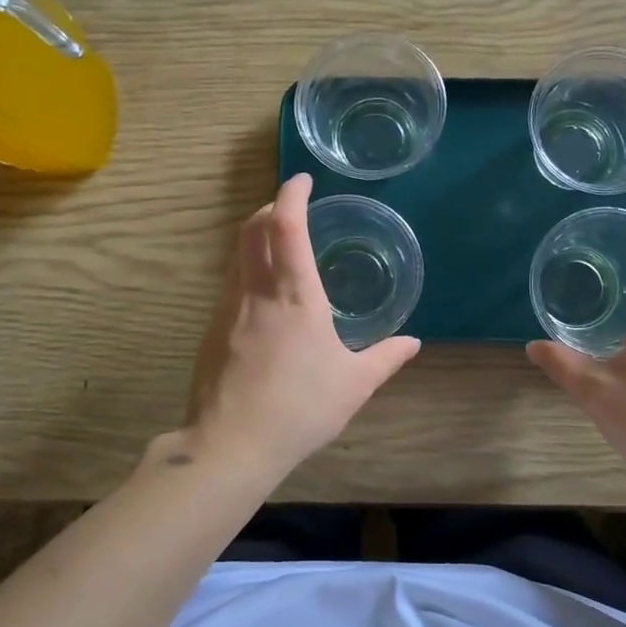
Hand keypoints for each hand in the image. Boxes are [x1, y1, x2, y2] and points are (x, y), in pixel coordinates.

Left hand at [185, 173, 420, 479]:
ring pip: (237, 256)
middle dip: (270, 208)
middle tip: (291, 209)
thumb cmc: (300, 409)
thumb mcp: (354, 385)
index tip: (302, 181)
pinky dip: (248, 271)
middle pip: (252, 229)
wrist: (231, 445)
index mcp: (295, 296)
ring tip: (280, 249)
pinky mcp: (212, 330)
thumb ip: (386, 358)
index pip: (285, 225)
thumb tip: (413, 343)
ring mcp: (228, 310)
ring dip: (256, 238)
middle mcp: (257, 292)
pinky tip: (265, 299)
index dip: (291, 194)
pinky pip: (231, 284)